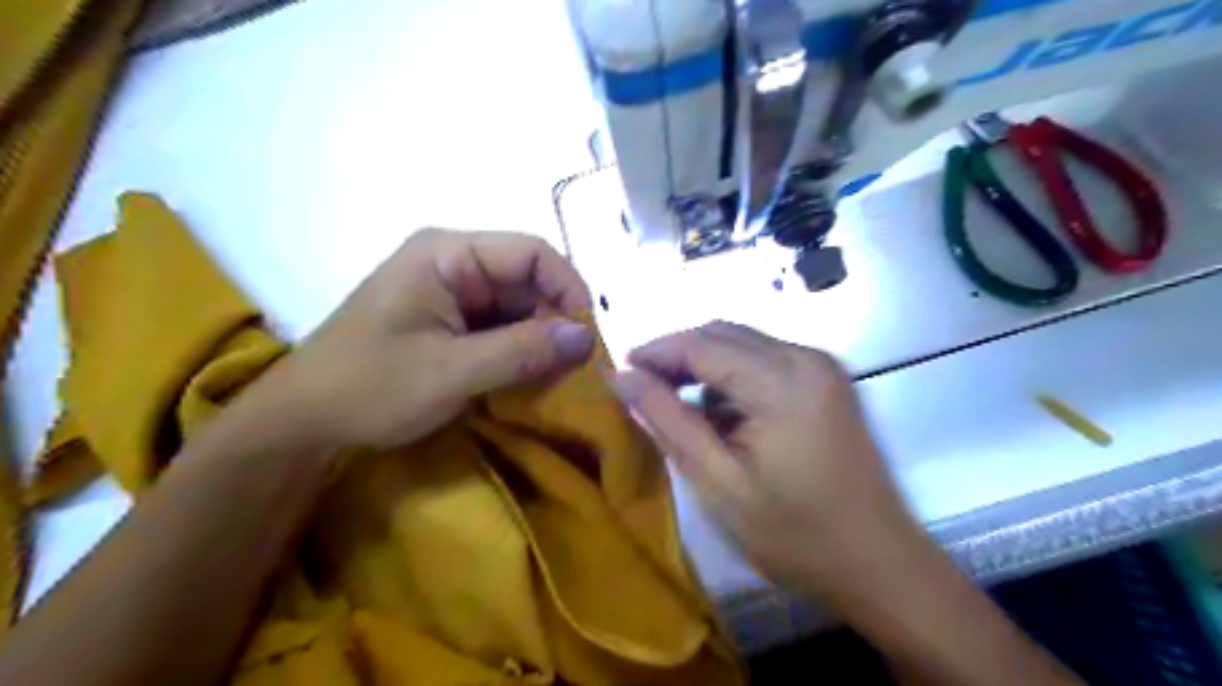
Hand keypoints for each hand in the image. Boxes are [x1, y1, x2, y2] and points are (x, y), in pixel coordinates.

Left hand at [263, 231, 595, 452]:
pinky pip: (500, 327)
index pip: (532, 253)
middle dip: (556, 320)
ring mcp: (450, 293)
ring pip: (517, 306)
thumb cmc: (371, 387)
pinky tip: (531, 376)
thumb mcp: (452, 371)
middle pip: (527, 280)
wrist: (304, 423)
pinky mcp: (448, 321)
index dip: (569, 289)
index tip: (589, 337)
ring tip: (560, 375)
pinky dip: (520, 350)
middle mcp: (453, 264)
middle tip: (578, 367)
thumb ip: (523, 351)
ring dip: (541, 339)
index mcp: (448, 254)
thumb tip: (587, 337)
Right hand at [617, 321, 930, 606]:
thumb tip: (620, 377)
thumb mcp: (718, 483)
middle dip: (677, 356)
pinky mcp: (827, 381)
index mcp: (782, 381)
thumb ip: (667, 421)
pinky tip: (722, 416)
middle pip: (722, 333)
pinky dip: (733, 378)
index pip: (701, 344)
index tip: (619, 371)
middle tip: (642, 389)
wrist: (879, 563)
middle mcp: (806, 357)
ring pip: (742, 344)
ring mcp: (822, 367)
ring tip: (678, 408)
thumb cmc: (795, 534)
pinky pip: (765, 360)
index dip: (655, 352)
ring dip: (705, 368)